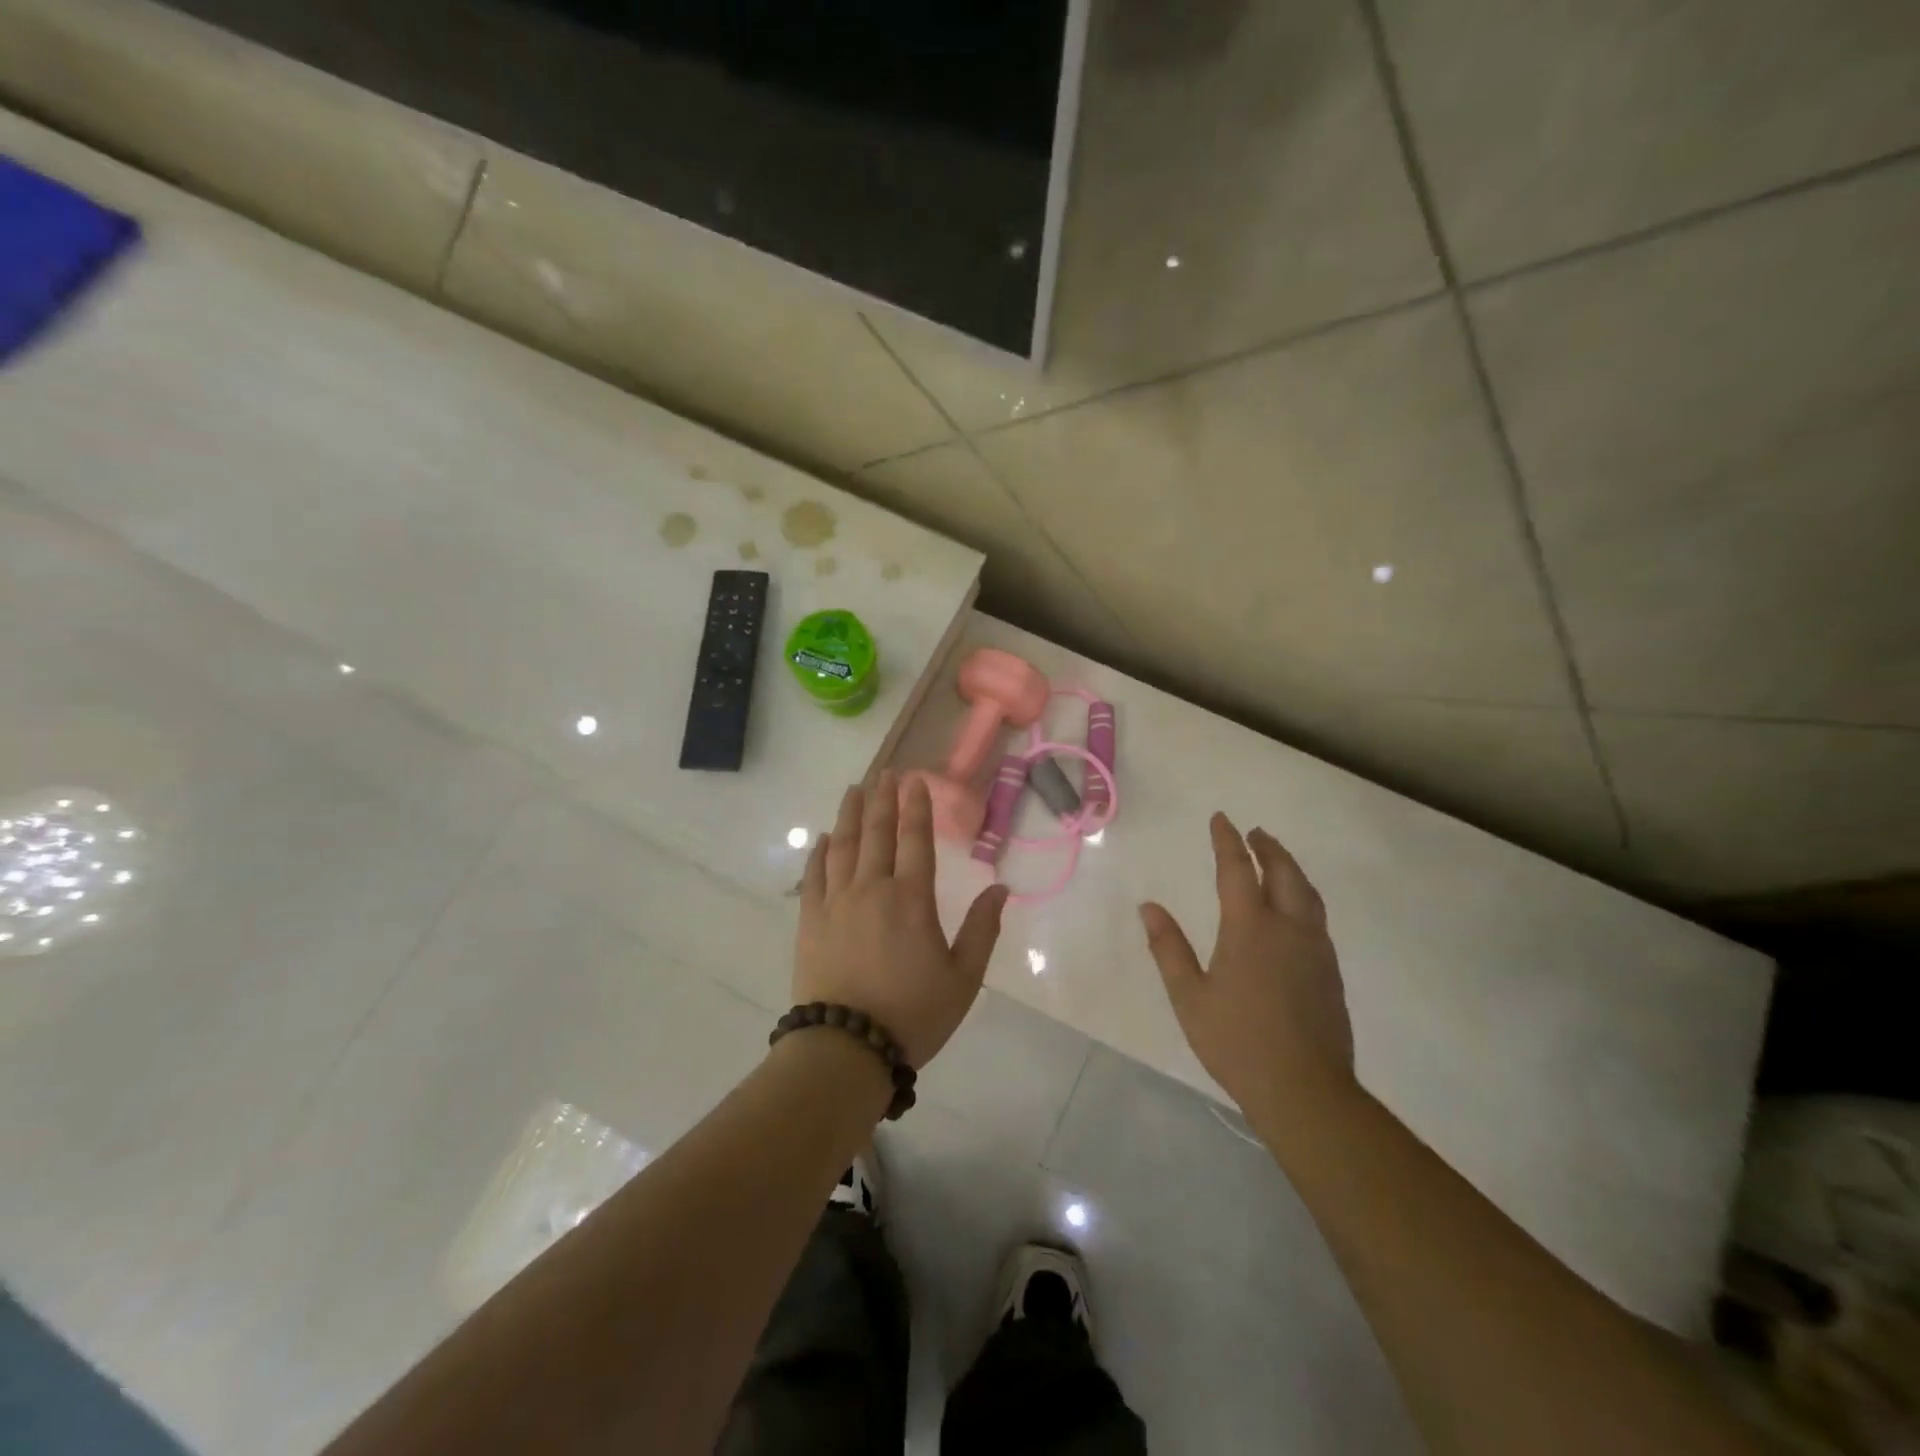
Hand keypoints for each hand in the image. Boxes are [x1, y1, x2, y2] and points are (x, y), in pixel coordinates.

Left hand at [795, 772, 1009, 1067]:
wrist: (847, 1048)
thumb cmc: (912, 1014)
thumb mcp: (963, 979)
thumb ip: (982, 930)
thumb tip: (1001, 888)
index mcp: (911, 899)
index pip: (915, 840)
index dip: (916, 807)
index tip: (914, 779)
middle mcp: (872, 889)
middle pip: (876, 833)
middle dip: (881, 799)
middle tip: (884, 773)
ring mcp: (836, 902)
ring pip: (842, 845)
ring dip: (849, 814)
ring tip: (854, 790)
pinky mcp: (810, 920)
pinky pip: (814, 875)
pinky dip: (819, 852)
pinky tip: (823, 839)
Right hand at [1139, 814, 1354, 1116]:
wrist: (1304, 1089)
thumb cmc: (1237, 1042)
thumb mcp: (1189, 996)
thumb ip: (1169, 948)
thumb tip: (1149, 907)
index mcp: (1250, 928)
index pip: (1238, 870)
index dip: (1227, 842)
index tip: (1221, 819)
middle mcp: (1288, 928)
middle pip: (1284, 873)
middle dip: (1268, 848)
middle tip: (1255, 833)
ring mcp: (1315, 950)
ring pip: (1307, 894)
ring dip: (1290, 868)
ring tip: (1277, 860)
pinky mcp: (1330, 972)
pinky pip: (1317, 917)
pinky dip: (1303, 896)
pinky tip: (1295, 910)